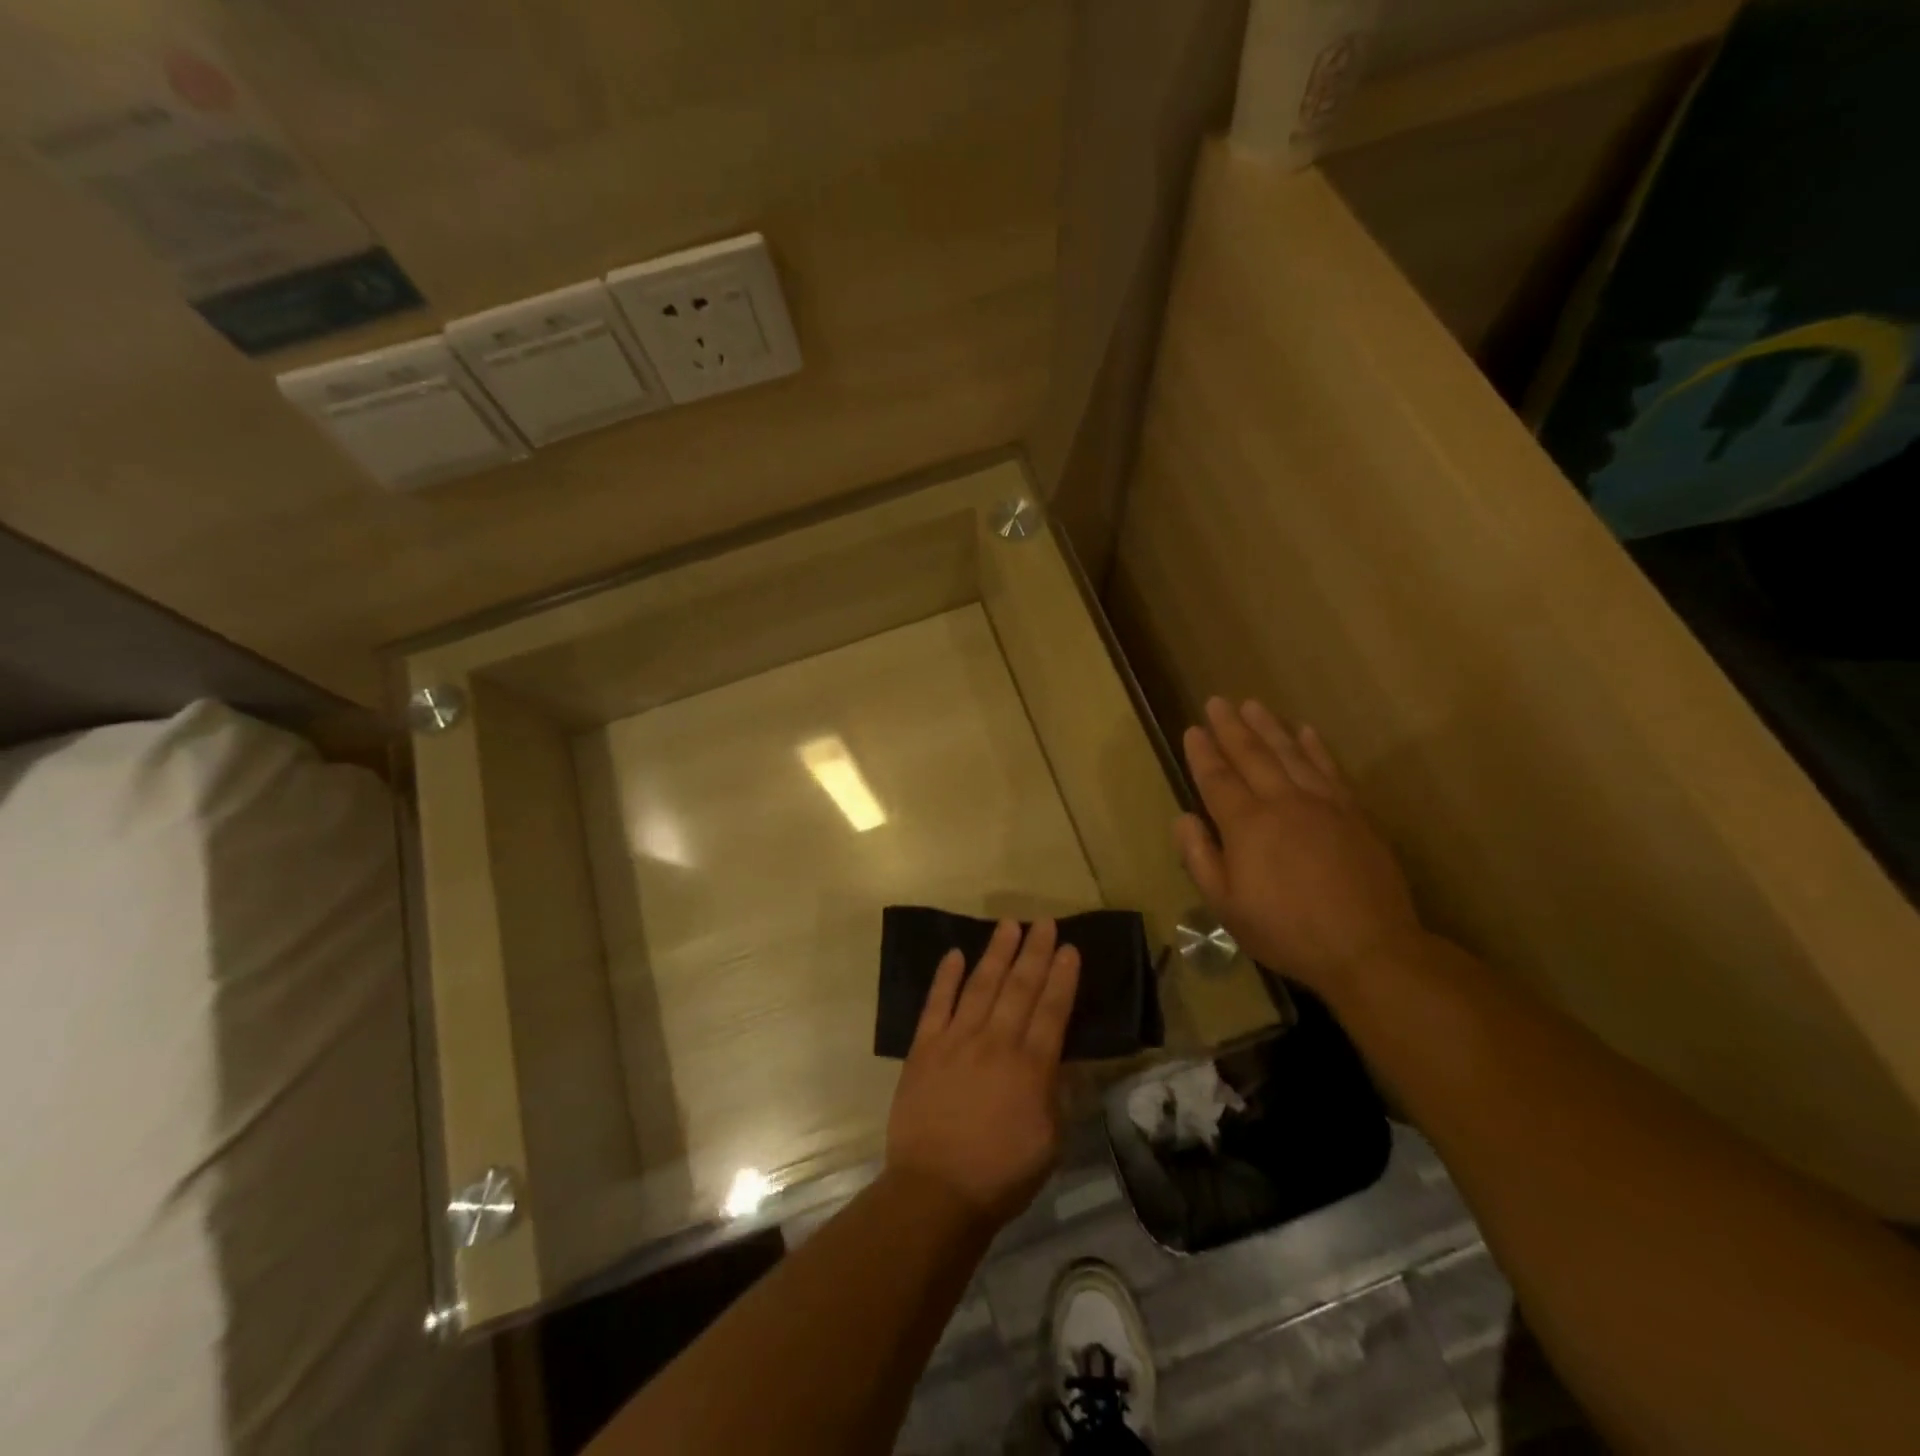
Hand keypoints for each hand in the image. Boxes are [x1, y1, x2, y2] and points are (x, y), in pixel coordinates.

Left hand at [885, 919, 1080, 1225]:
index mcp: (1031, 1067)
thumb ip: (1056, 1093)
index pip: (1052, 1010)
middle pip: (1019, 987)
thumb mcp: (1050, 1141)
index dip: (1062, 976)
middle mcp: (996, 1043)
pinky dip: (946, 977)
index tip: (1070, 948)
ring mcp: (956, 1040)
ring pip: (981, 985)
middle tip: (1044, 922)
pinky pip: (936, 1004)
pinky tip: (955, 954)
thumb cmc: (1001, 1174)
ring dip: (996, 953)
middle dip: (1034, 952)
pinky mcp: (924, 1048)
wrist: (936, 1191)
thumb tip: (1062, 1058)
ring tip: (1009, 925)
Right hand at [1176, 698, 1421, 996]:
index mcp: (1247, 825)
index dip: (1202, 753)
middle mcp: (1282, 802)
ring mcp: (1322, 804)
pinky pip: (1330, 768)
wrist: (1368, 947)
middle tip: (1217, 701)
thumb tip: (1184, 818)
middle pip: (1252, 755)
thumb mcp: (1226, 905)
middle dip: (1231, 727)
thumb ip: (1200, 858)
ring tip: (1253, 705)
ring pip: (1290, 753)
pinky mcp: (1353, 813)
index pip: (1217, 779)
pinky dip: (1315, 747)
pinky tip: (1306, 731)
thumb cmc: (1286, 930)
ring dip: (1269, 727)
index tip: (1192, 729)